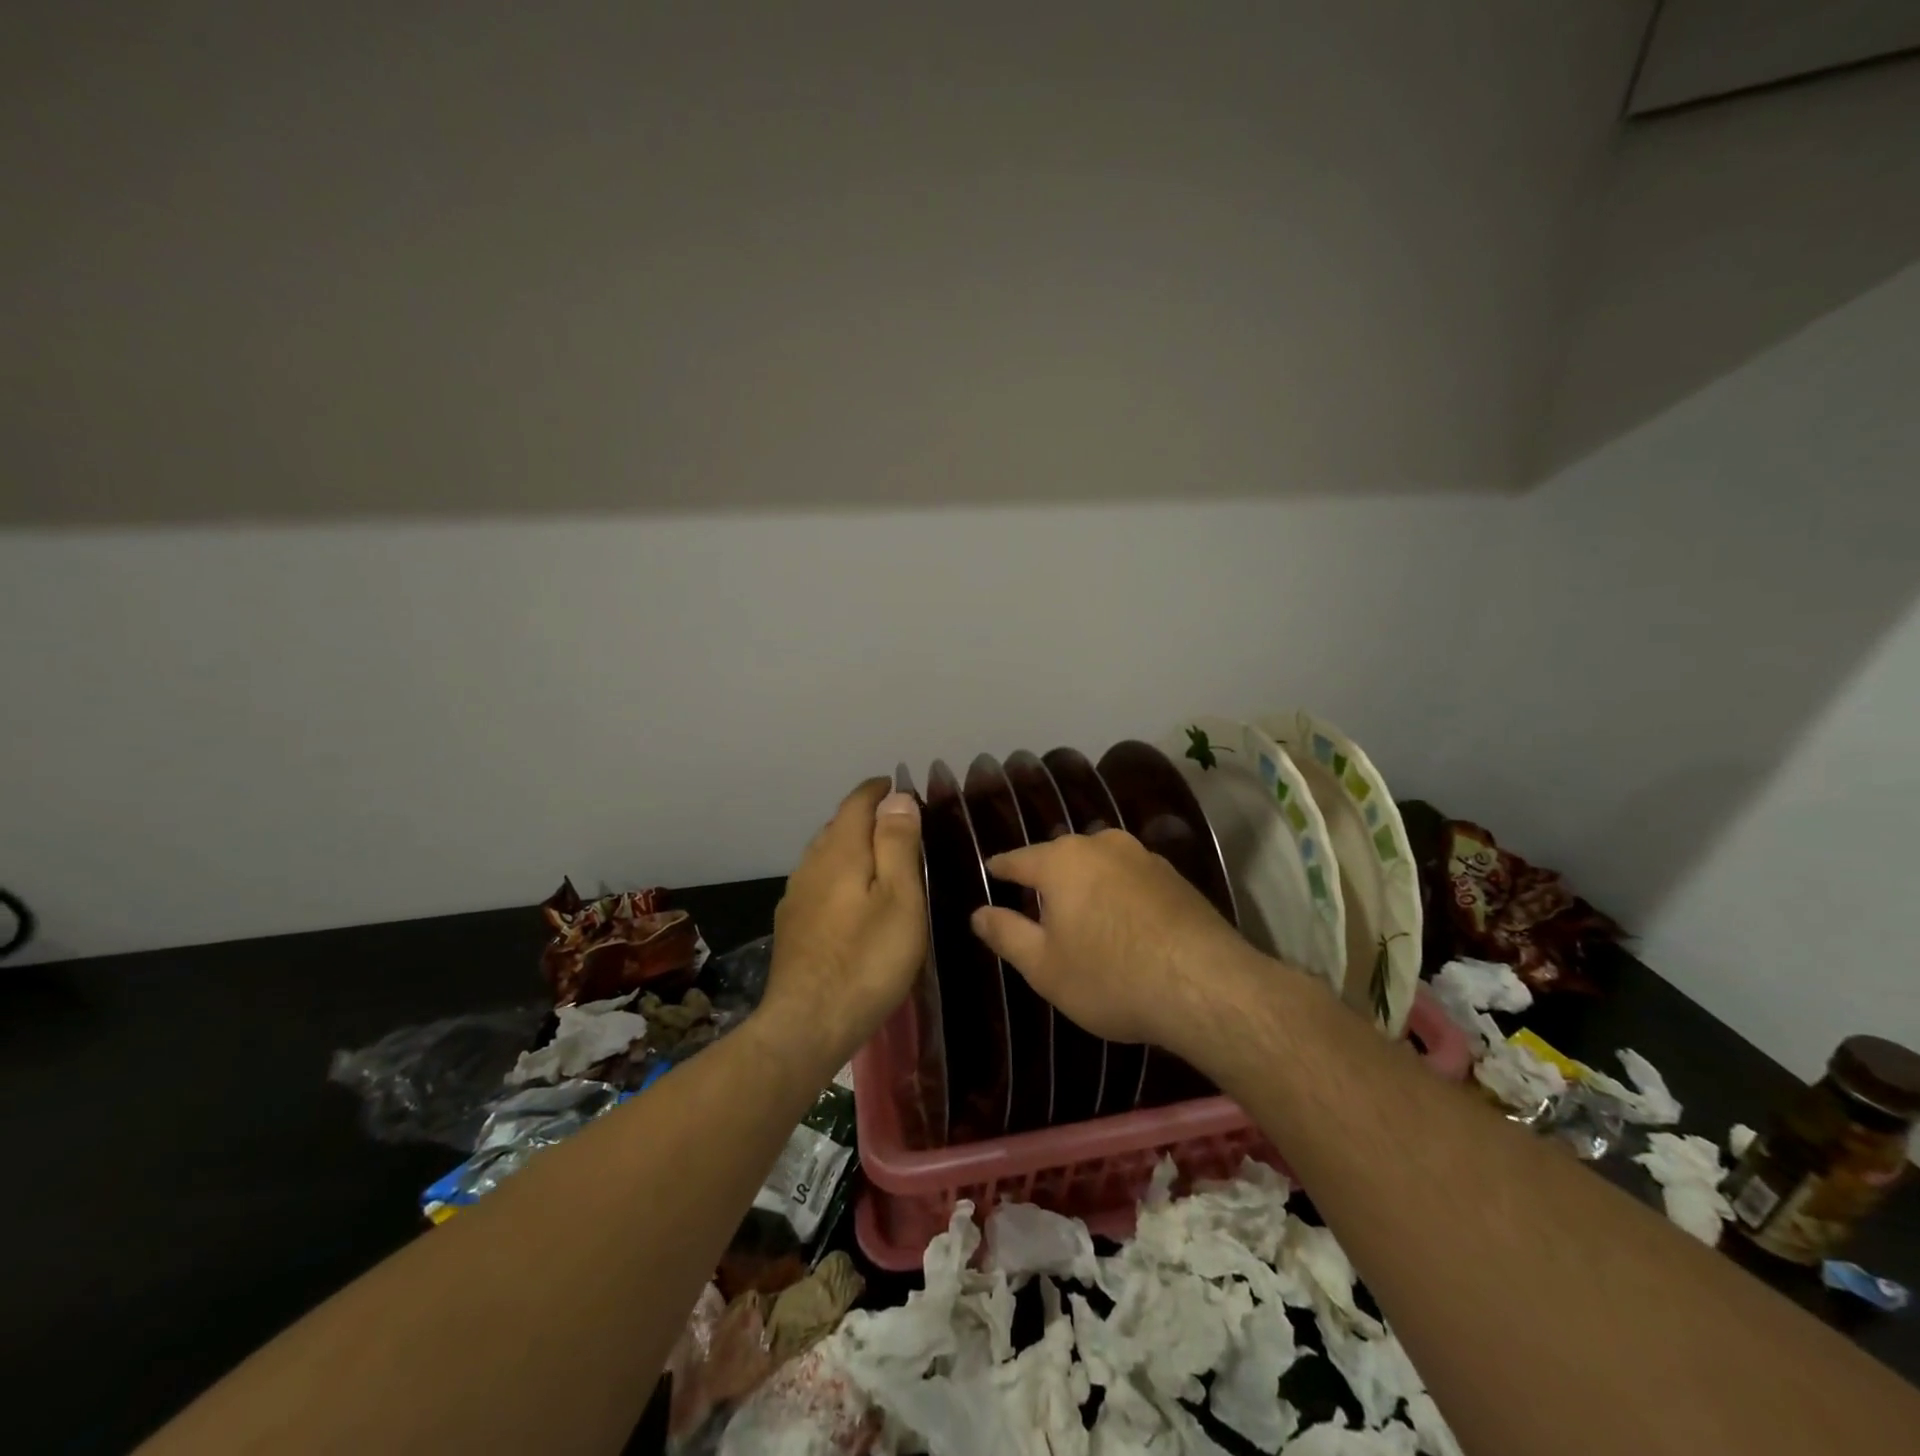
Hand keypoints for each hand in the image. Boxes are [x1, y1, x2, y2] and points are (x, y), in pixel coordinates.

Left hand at [757, 778, 927, 1076]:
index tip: (901, 786)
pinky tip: (852, 899)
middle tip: (901, 824)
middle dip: (867, 816)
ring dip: (851, 846)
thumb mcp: (900, 898)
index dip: (879, 790)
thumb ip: (897, 844)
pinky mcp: (792, 925)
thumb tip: (896, 797)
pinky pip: (818, 882)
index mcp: (839, 851)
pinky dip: (840, 875)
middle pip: (838, 825)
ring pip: (826, 855)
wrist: (808, 1024)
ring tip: (880, 857)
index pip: (857, 802)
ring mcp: (796, 896)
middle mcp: (811, 864)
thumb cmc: (867, 960)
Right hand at [970, 830, 1261, 1060]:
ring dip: (1087, 884)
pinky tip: (1125, 923)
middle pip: (1061, 857)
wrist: (1206, 986)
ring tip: (1082, 914)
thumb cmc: (1110, 976)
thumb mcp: (1044, 966)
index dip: (1001, 869)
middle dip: (1047, 878)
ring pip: (1100, 864)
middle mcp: (1101, 845)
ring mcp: (1143, 857)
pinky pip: (1131, 878)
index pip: (1018, 859)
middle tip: (1036, 906)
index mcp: (1061, 861)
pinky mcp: (1175, 876)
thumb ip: (1006, 934)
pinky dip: (1119, 894)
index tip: (991, 872)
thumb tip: (978, 913)